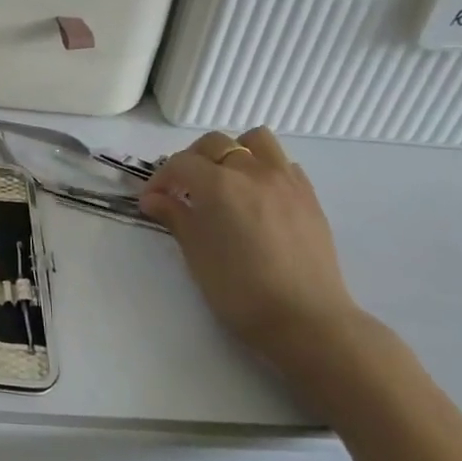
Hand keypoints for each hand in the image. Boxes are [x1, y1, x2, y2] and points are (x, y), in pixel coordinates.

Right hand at [140, 127, 369, 389]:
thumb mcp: (196, 253)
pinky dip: (264, 169)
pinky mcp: (309, 196)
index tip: (152, 200)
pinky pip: (283, 164)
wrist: (304, 319)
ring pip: (256, 141)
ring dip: (233, 152)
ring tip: (224, 181)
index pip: (180, 163)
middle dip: (192, 160)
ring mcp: (286, 180)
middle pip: (216, 144)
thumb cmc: (239, 290)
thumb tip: (153, 198)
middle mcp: (252, 172)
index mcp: (219, 184)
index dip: (161, 178)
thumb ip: (174, 216)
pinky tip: (256, 197)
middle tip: (182, 189)